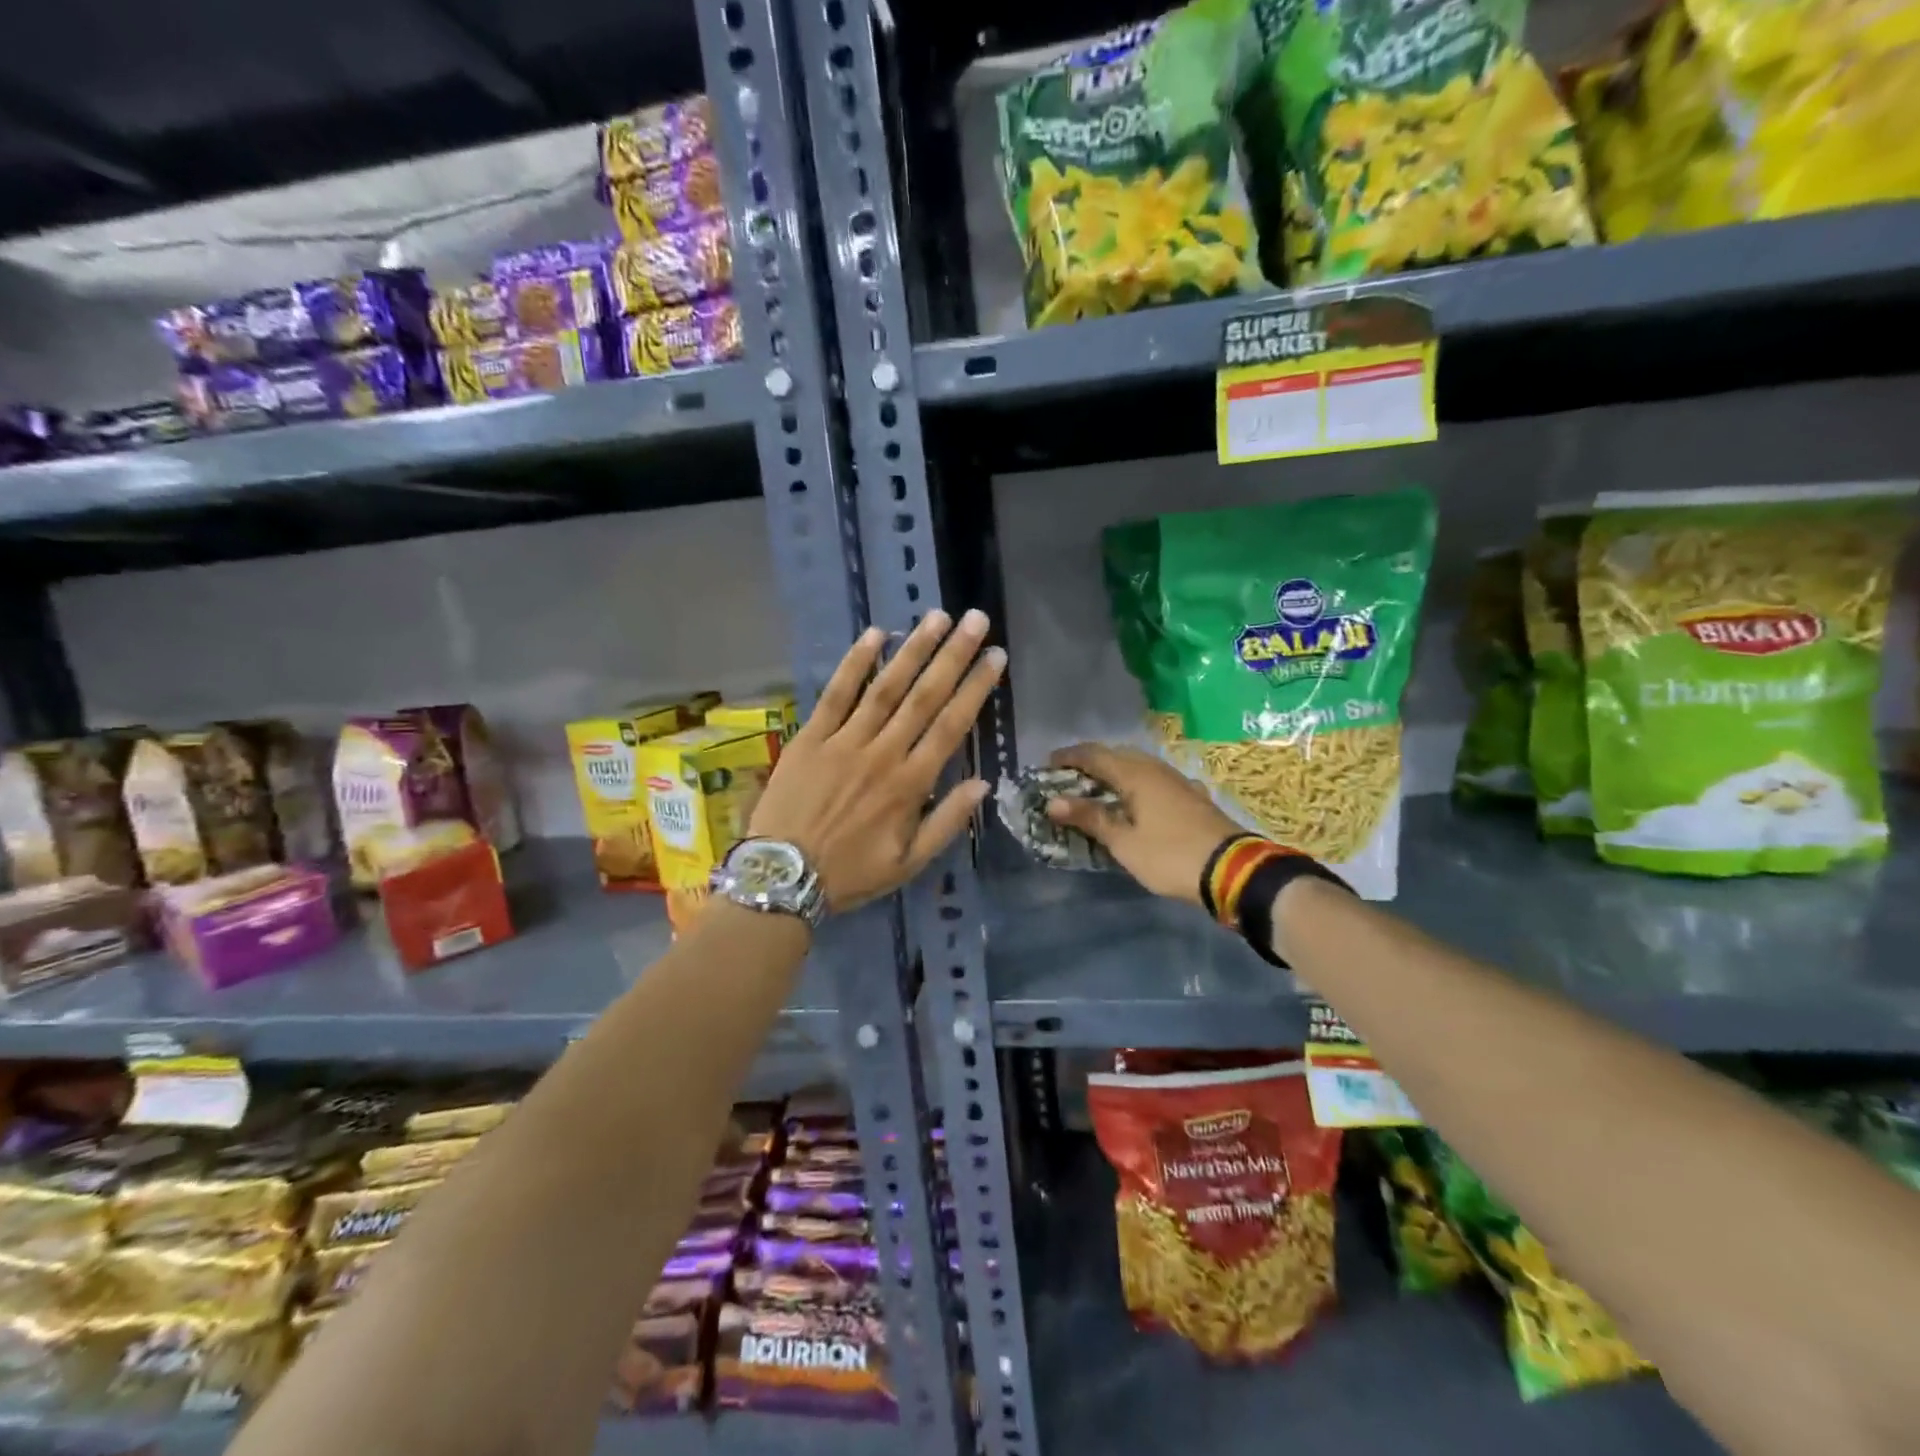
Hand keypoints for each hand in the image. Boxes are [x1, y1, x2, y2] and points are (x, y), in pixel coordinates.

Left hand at [749, 610, 1004, 911]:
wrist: (783, 876)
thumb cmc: (850, 873)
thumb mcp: (909, 864)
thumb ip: (947, 822)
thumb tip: (983, 784)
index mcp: (910, 784)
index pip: (952, 726)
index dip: (976, 688)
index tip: (996, 657)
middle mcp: (882, 753)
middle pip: (924, 697)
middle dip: (953, 655)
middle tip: (976, 620)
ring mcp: (844, 741)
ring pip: (885, 687)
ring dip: (913, 650)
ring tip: (936, 617)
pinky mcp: (810, 737)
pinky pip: (835, 694)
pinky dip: (854, 663)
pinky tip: (875, 634)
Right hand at [1044, 743, 1238, 905]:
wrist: (1232, 871)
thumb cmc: (1170, 856)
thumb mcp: (1124, 843)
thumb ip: (1090, 818)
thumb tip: (1053, 802)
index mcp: (1136, 775)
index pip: (1095, 755)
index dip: (1069, 757)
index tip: (1048, 763)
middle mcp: (1156, 770)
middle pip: (1118, 755)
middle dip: (1092, 761)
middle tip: (1071, 776)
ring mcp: (1178, 781)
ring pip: (1140, 766)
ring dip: (1116, 771)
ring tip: (1099, 788)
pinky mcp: (1192, 796)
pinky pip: (1155, 780)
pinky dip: (1137, 784)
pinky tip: (1137, 800)